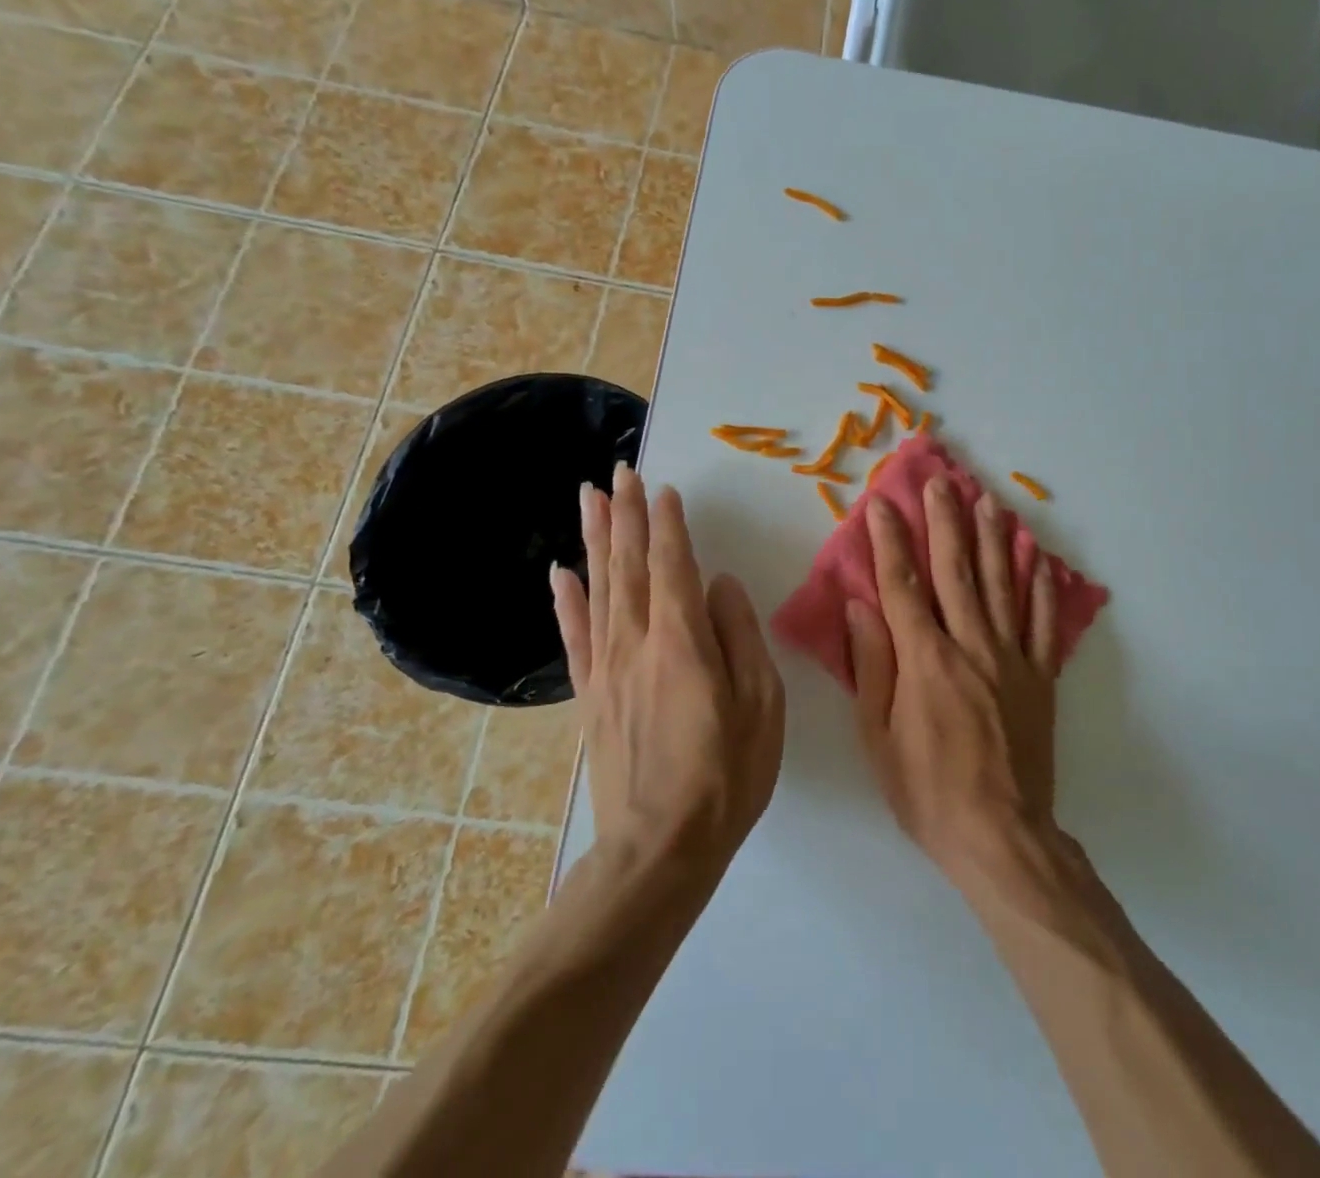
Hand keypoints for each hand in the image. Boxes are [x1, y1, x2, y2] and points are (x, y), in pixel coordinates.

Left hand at [552, 464, 784, 879]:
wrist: (659, 848)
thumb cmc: (727, 774)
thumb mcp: (761, 704)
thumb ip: (740, 635)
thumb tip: (721, 585)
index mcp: (682, 640)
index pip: (673, 564)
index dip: (668, 523)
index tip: (662, 487)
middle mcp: (636, 642)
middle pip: (629, 564)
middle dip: (625, 514)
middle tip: (618, 471)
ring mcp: (607, 667)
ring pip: (599, 588)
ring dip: (595, 539)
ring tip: (589, 498)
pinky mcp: (590, 695)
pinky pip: (575, 635)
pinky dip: (566, 599)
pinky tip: (559, 572)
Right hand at [847, 476, 1060, 879]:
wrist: (1001, 836)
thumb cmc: (926, 790)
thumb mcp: (879, 737)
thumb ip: (872, 667)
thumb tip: (860, 607)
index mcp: (925, 660)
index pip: (902, 585)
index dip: (889, 540)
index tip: (880, 503)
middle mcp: (971, 646)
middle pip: (956, 571)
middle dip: (945, 521)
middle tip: (940, 481)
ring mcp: (1011, 658)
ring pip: (1002, 584)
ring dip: (994, 538)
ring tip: (989, 500)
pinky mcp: (1040, 677)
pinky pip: (1041, 622)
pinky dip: (1040, 585)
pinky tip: (1038, 555)